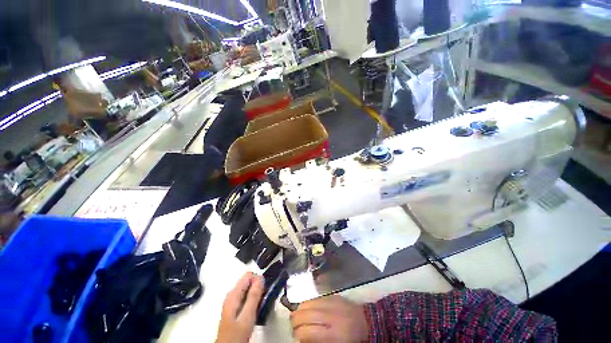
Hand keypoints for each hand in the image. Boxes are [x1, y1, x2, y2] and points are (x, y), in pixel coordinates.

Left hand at [216, 272, 263, 342]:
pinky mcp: (237, 309)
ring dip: (258, 294)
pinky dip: (255, 300)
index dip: (258, 280)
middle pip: (249, 282)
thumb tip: (260, 279)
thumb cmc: (236, 335)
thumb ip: (253, 296)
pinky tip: (257, 309)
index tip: (264, 289)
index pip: (248, 275)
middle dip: (259, 287)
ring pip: (250, 290)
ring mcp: (234, 302)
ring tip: (262, 304)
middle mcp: (233, 296)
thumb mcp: (247, 316)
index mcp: (233, 294)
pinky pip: (248, 297)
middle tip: (264, 298)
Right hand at [290, 295, 368, 342]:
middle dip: (295, 321)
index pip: (307, 331)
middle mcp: (330, 316)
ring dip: (299, 310)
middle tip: (294, 327)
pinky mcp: (332, 295)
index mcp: (332, 334)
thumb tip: (302, 338)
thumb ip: (317, 341)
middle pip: (304, 315)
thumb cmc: (351, 338)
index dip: (298, 334)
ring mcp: (331, 303)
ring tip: (298, 317)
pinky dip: (307, 303)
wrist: (366, 321)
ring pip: (307, 303)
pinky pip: (314, 298)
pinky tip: (307, 309)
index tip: (297, 337)